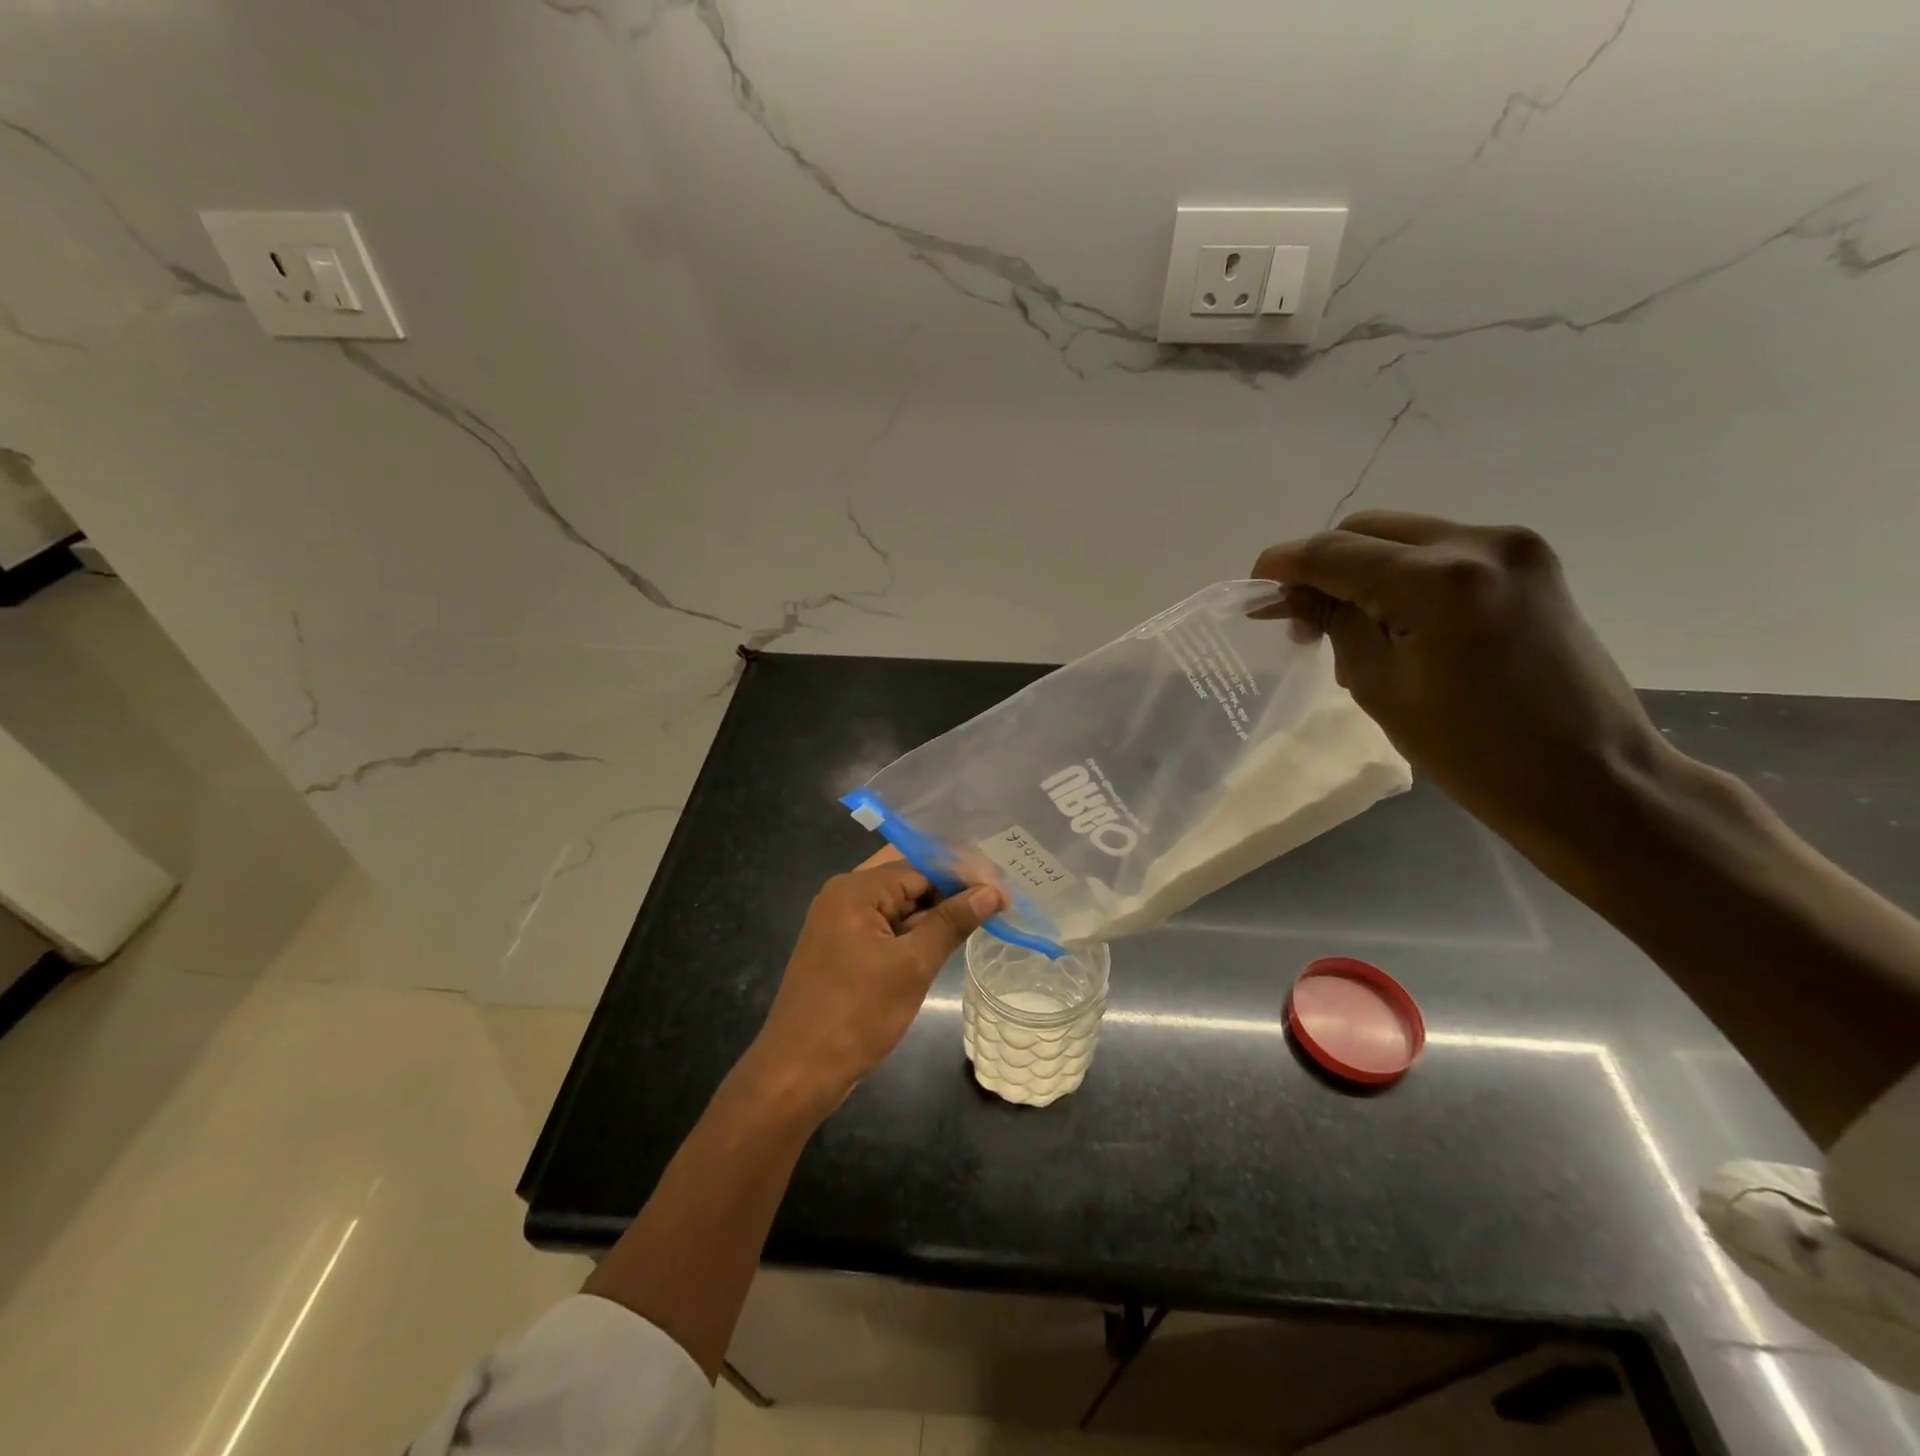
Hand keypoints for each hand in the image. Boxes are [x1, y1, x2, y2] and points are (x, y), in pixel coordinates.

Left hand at [749, 861, 1002, 1106]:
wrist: (798, 1071)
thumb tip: (991, 892)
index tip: (1003, 889)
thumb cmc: (857, 1014)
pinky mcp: (843, 947)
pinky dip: (916, 929)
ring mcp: (840, 922)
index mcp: (856, 889)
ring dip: (936, 909)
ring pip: (898, 903)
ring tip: (983, 913)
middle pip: (908, 878)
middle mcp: (844, 895)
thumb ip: (951, 922)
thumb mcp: (912, 966)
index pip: (920, 866)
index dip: (964, 875)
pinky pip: (886, 925)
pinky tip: (947, 936)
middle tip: (997, 897)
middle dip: (951, 887)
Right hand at [1251, 511, 1669, 846]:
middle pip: (1368, 529)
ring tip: (1346, 627)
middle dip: (1321, 565)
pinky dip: (1402, 576)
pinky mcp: (1530, 563)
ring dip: (1361, 570)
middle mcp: (1478, 542)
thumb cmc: (1471, 750)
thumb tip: (1291, 596)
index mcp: (1437, 581)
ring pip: (1403, 537)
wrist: (1589, 777)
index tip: (1251, 589)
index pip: (1334, 552)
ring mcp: (1512, 547)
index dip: (1283, 565)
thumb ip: (1333, 624)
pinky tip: (1393, 620)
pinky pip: (1441, 551)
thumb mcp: (1380, 687)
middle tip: (1298, 620)